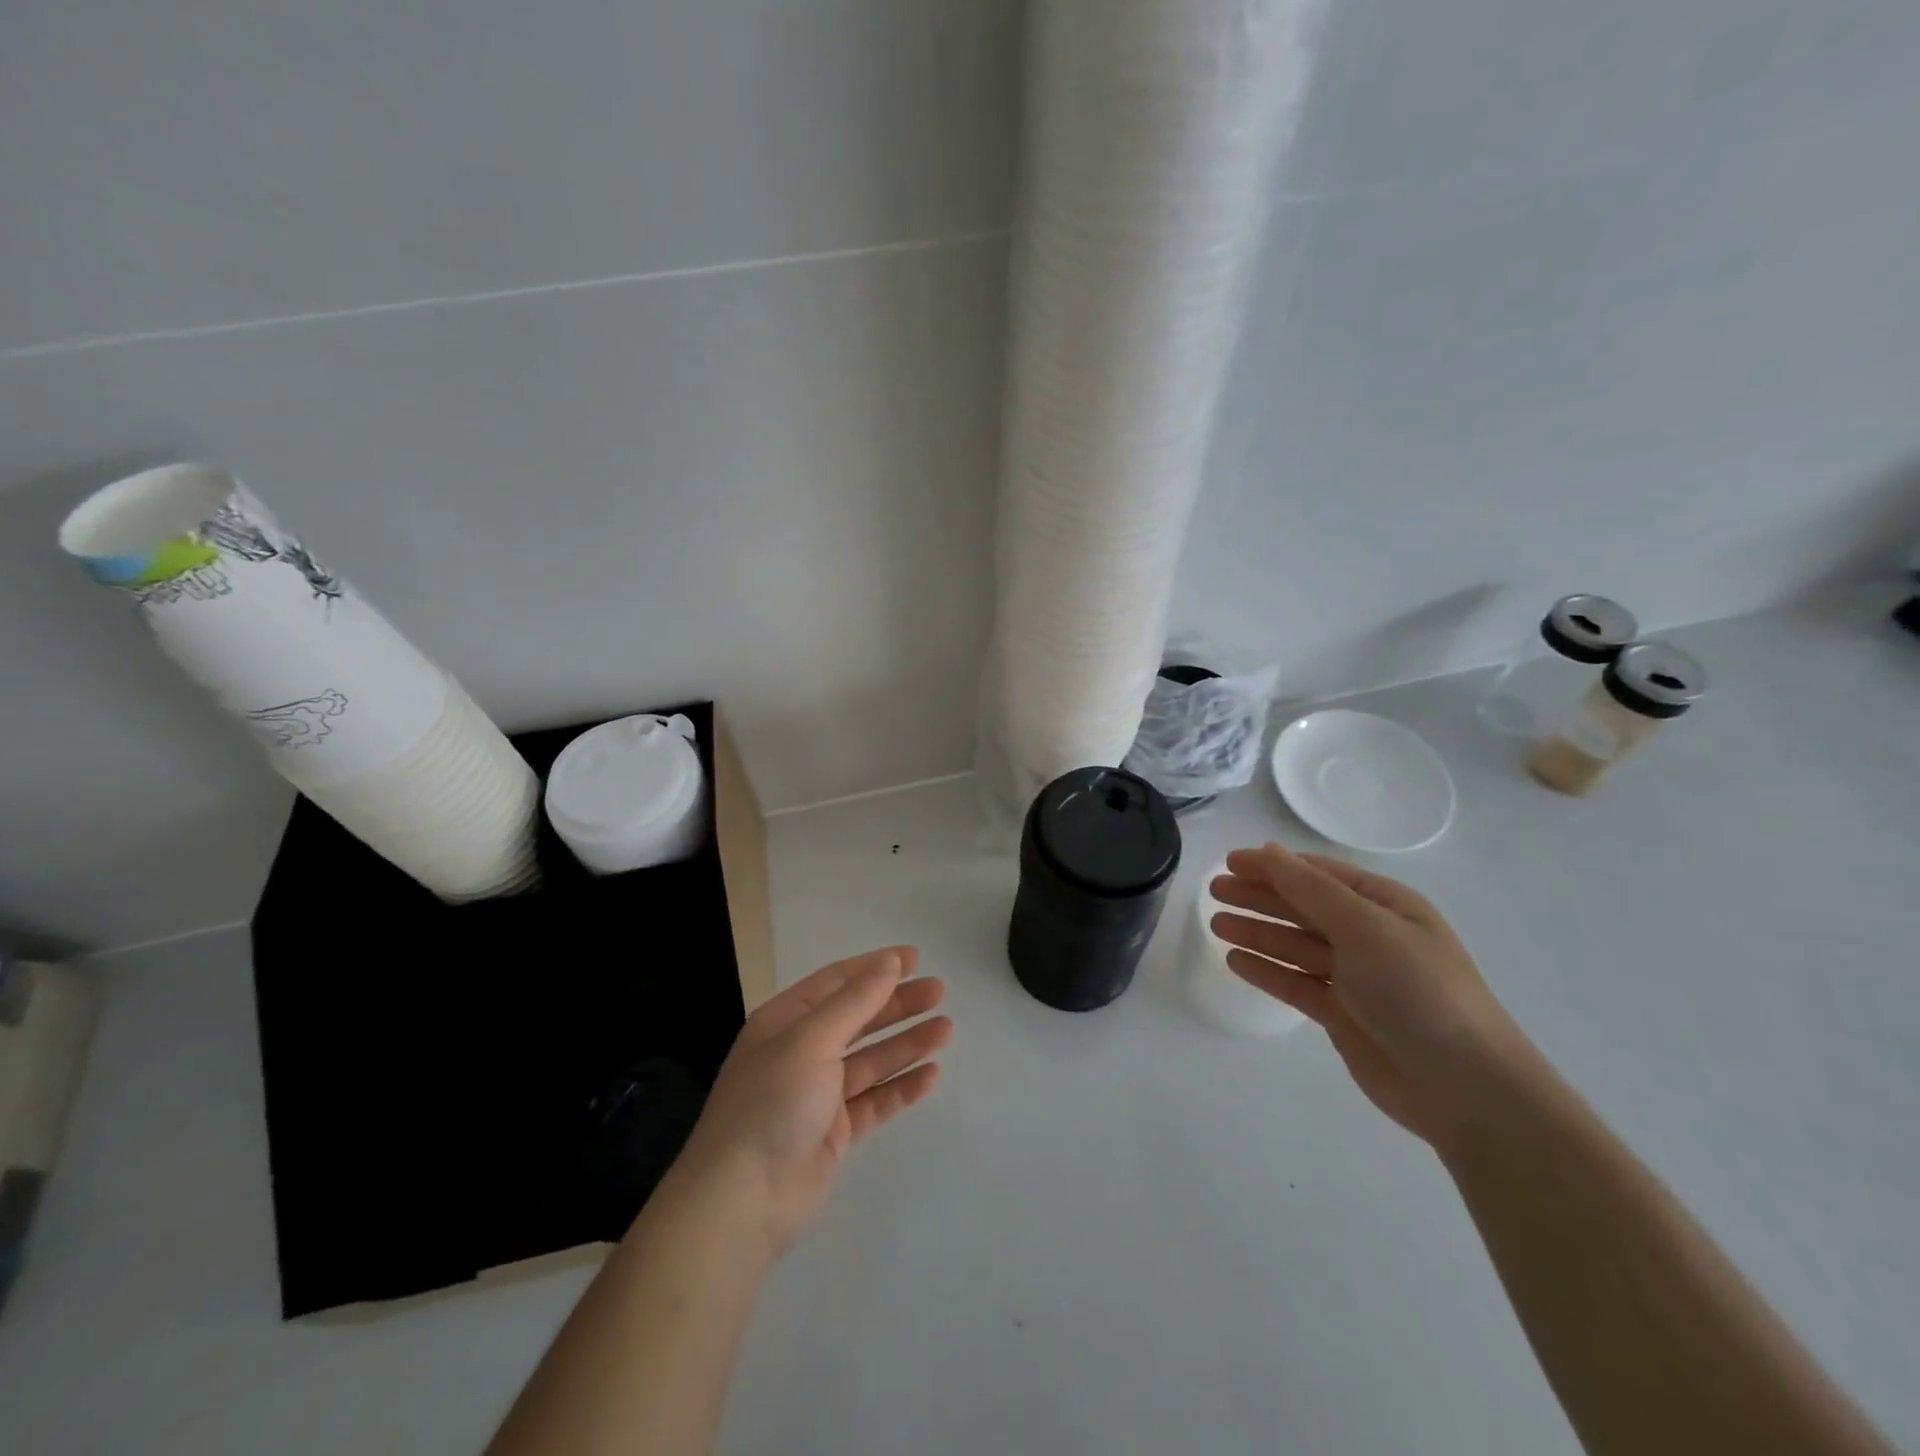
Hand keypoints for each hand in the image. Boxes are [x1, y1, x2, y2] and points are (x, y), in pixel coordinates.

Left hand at [671, 946, 950, 1257]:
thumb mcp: (812, 1040)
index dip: (875, 967)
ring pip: (871, 1060)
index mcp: (785, 1021)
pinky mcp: (834, 1133)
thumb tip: (888, 962)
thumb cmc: (772, 1103)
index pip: (837, 982)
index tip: (915, 958)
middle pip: (858, 1018)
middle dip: (898, 1004)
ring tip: (946, 1029)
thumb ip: (855, 1001)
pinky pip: (875, 1101)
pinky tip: (931, 1075)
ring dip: (907, 1043)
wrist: (741, 1201)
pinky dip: (901, 1087)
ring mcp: (818, 1094)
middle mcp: (801, 1052)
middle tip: (939, 992)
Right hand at [1210, 843, 1532, 1144]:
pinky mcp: (1343, 1015)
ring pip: (1294, 945)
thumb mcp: (1363, 926)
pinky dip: (1267, 970)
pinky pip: (1295, 983)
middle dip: (1259, 896)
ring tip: (1215, 924)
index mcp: (1385, 906)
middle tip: (1213, 891)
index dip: (1274, 865)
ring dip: (1256, 932)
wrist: (1463, 1086)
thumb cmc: (1417, 990)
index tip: (1230, 862)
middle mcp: (1370, 936)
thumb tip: (1268, 850)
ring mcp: (1356, 977)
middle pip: (1303, 907)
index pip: (1319, 874)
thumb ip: (1309, 888)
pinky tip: (1236, 961)